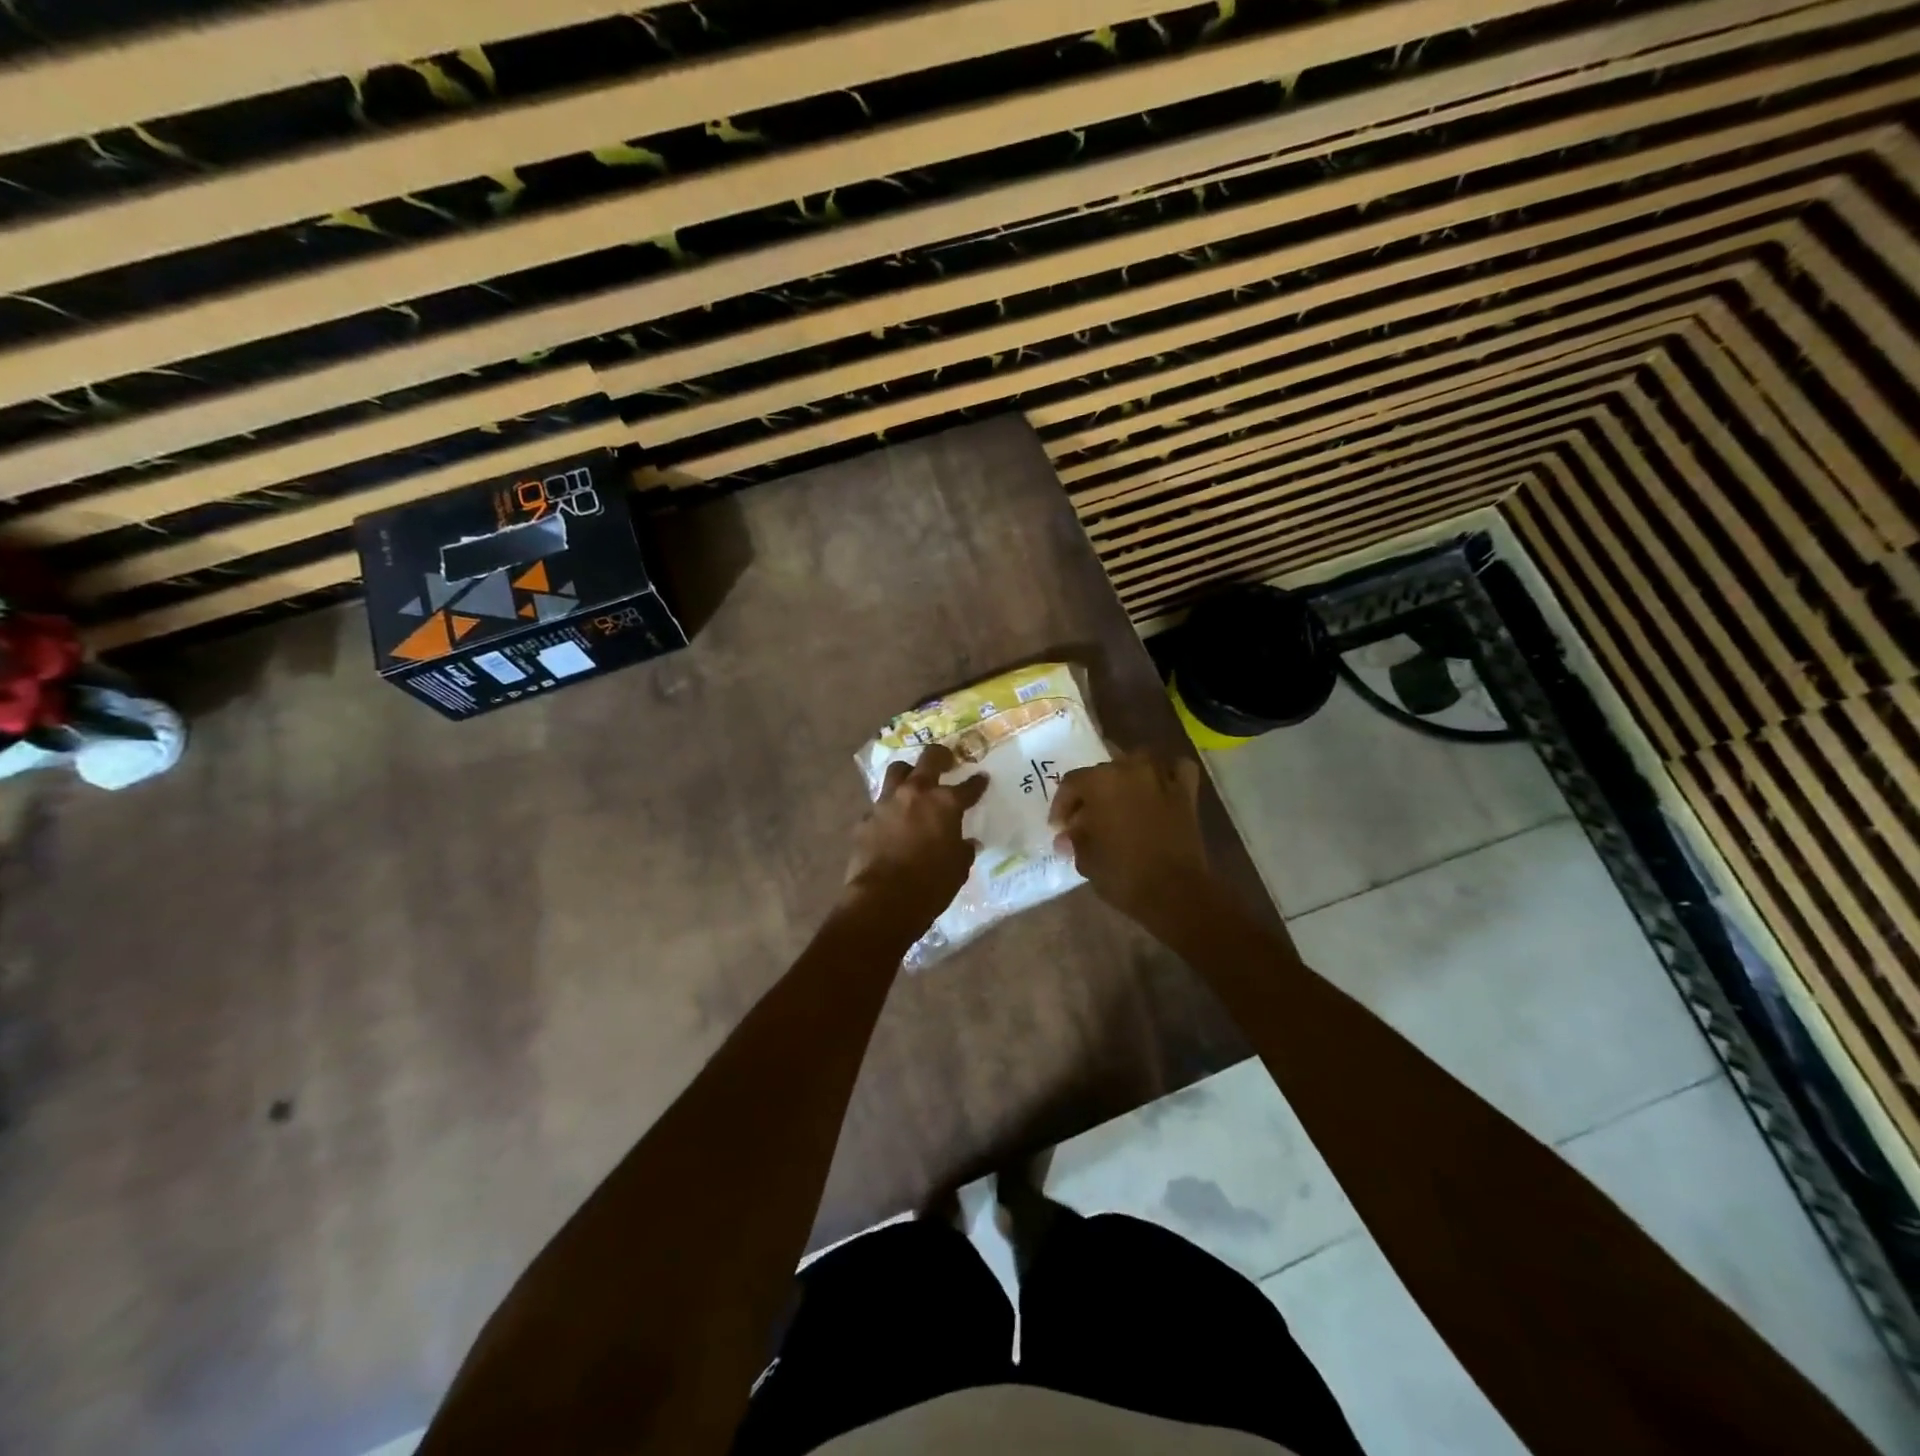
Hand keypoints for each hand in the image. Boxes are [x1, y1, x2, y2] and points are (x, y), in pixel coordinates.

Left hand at [844, 744, 988, 931]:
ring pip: (897, 771)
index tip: (982, 778)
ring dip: (908, 773)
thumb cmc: (931, 884)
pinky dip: (888, 809)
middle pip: (929, 759)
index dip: (977, 783)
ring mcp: (887, 803)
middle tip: (947, 759)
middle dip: (941, 756)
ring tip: (913, 781)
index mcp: (945, 803)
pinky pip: (879, 805)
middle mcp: (915, 793)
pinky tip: (891, 822)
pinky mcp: (865, 819)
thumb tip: (968, 843)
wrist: (884, 899)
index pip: (968, 787)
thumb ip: (963, 849)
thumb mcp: (958, 868)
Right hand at [1050, 752, 1212, 928]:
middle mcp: (1130, 769)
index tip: (1060, 828)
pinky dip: (1167, 773)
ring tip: (1120, 800)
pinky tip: (1159, 787)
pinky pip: (1176, 769)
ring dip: (1126, 777)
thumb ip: (1075, 840)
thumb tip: (1067, 836)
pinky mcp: (1186, 793)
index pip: (1071, 783)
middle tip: (1086, 821)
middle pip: (1103, 772)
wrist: (1175, 893)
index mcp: (1100, 782)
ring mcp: (1161, 777)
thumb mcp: (1086, 859)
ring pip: (1138, 762)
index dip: (1062, 805)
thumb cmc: (1122, 874)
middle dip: (1091, 795)